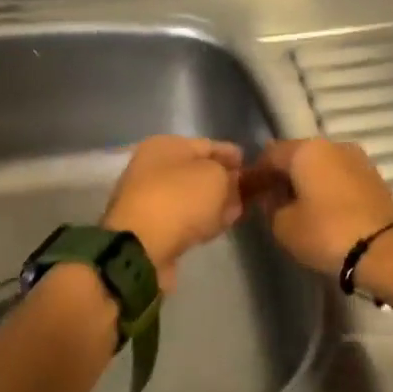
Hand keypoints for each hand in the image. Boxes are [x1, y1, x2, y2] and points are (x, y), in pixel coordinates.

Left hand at [102, 136, 244, 290]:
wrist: (141, 247)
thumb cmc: (180, 199)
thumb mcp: (215, 176)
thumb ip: (229, 176)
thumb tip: (231, 182)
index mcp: (164, 145)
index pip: (206, 145)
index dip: (231, 154)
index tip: (251, 165)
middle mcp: (152, 167)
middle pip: (196, 171)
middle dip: (222, 180)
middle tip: (247, 190)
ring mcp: (149, 198)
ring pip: (190, 196)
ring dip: (212, 202)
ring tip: (237, 210)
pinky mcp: (150, 227)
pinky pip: (183, 218)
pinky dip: (200, 220)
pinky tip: (217, 226)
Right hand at [243, 139, 392, 277]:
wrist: (386, 250)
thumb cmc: (327, 233)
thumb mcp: (283, 225)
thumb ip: (270, 206)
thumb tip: (273, 196)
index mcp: (306, 149)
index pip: (269, 154)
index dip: (255, 174)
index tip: (247, 194)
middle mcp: (333, 145)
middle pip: (297, 156)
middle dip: (282, 176)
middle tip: (270, 201)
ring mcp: (358, 159)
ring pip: (321, 166)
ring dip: (306, 182)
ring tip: (296, 208)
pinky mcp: (374, 178)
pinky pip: (339, 177)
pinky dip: (326, 189)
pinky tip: (321, 210)